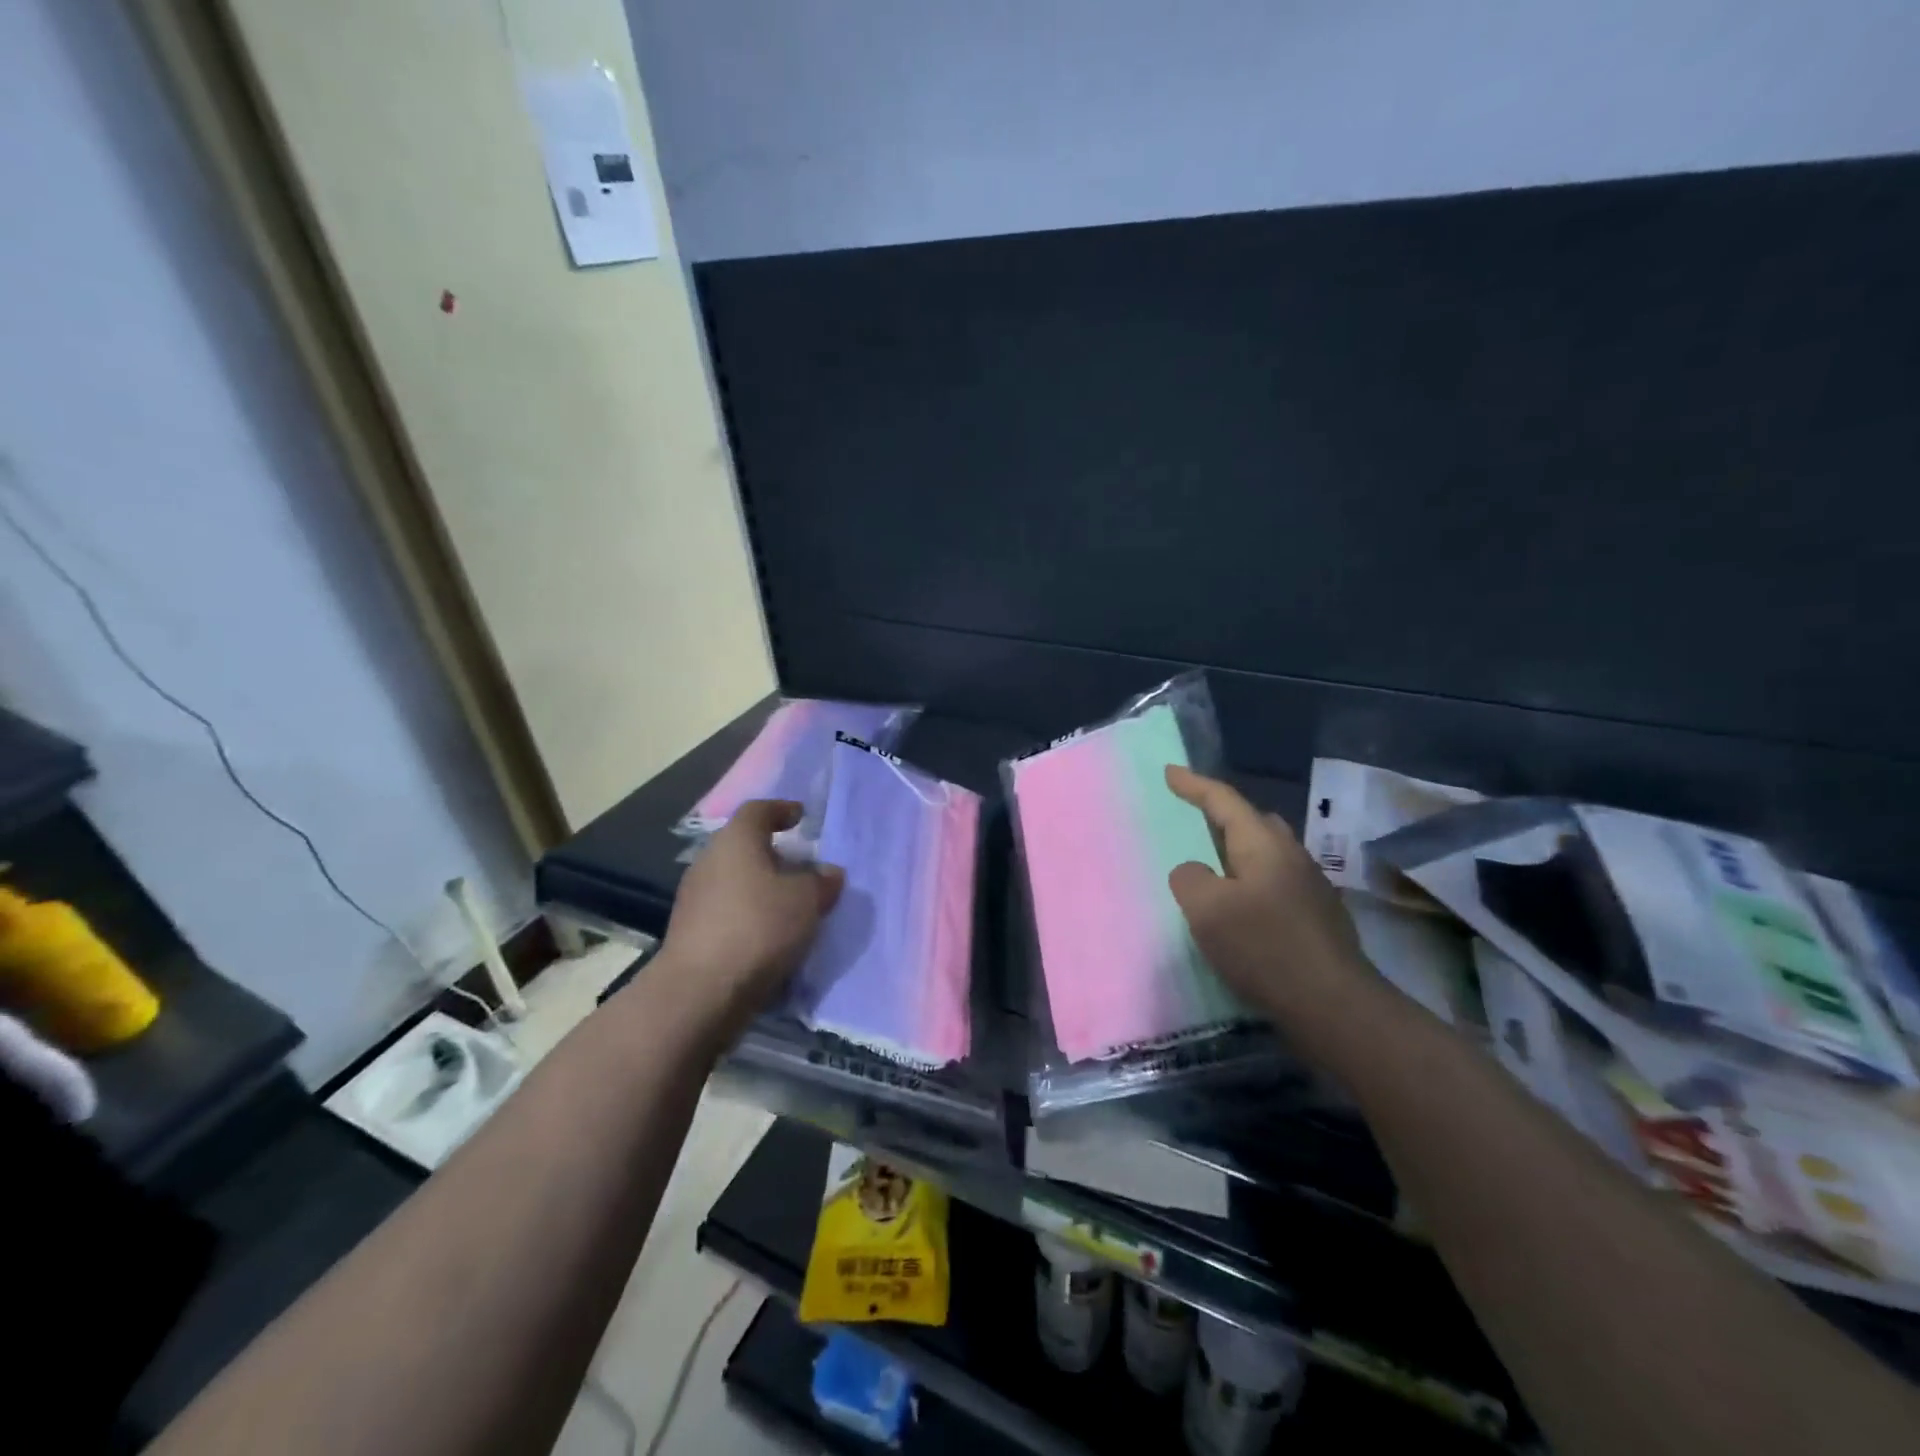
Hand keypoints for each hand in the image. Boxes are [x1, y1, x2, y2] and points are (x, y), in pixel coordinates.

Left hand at [658, 800, 843, 1038]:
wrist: (700, 992)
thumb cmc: (758, 928)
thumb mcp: (806, 900)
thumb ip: (821, 882)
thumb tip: (828, 873)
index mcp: (735, 840)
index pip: (758, 810)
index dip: (781, 810)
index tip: (801, 816)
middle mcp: (709, 861)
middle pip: (745, 847)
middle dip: (775, 854)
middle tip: (804, 867)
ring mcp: (695, 898)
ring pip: (736, 881)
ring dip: (762, 888)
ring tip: (792, 905)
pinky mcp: (691, 932)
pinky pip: (728, 912)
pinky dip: (750, 916)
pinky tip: (771, 936)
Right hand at [1165, 765, 1368, 1026]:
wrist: (1334, 1005)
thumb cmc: (1264, 947)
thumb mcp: (1206, 910)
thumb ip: (1190, 879)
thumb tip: (1194, 872)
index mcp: (1263, 844)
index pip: (1223, 801)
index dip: (1194, 785)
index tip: (1170, 773)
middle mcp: (1291, 856)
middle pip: (1252, 822)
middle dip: (1221, 816)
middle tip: (1192, 821)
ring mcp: (1310, 887)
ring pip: (1266, 854)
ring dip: (1236, 853)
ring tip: (1211, 868)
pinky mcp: (1317, 918)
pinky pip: (1274, 883)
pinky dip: (1250, 883)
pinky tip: (1240, 910)